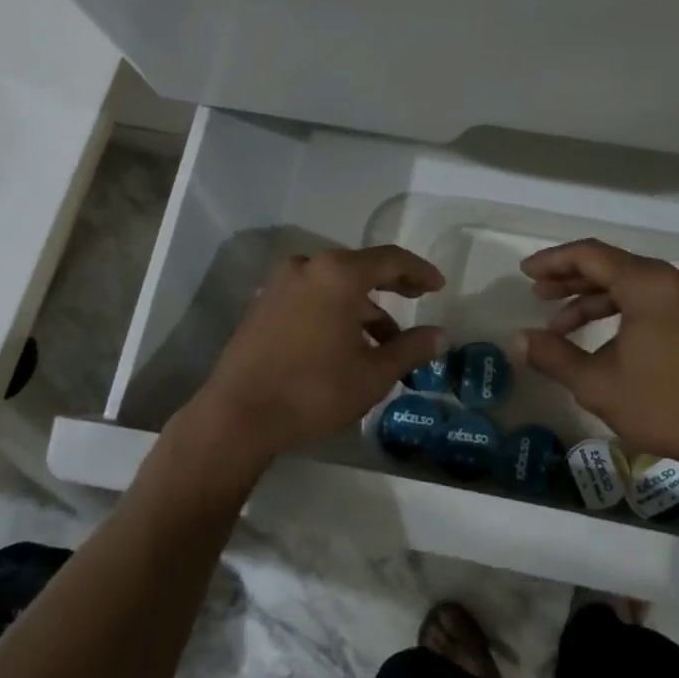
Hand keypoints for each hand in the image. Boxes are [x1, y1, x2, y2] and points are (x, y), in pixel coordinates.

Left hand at [186, 245, 445, 465]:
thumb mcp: (373, 374)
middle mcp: (307, 268)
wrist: (238, 417)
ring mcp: (280, 286)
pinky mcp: (262, 308)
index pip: (390, 260)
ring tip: (386, 343)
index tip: (438, 286)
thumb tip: (440, 335)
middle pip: (360, 268)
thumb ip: (411, 348)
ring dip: (363, 308)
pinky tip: (347, 346)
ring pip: (334, 287)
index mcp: (338, 274)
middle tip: (418, 298)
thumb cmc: (315, 390)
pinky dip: (335, 313)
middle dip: (392, 285)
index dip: (419, 271)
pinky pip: (311, 299)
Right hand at [512, 238, 678, 468]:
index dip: (553, 261)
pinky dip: (619, 312)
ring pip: (630, 285)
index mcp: (648, 283)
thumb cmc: (664, 404)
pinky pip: (649, 301)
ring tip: (560, 326)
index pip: (590, 255)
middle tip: (537, 296)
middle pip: (610, 266)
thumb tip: (516, 340)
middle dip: (570, 281)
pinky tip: (598, 339)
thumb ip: (553, 356)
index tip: (525, 273)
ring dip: (593, 301)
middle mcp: (671, 280)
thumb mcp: (598, 383)